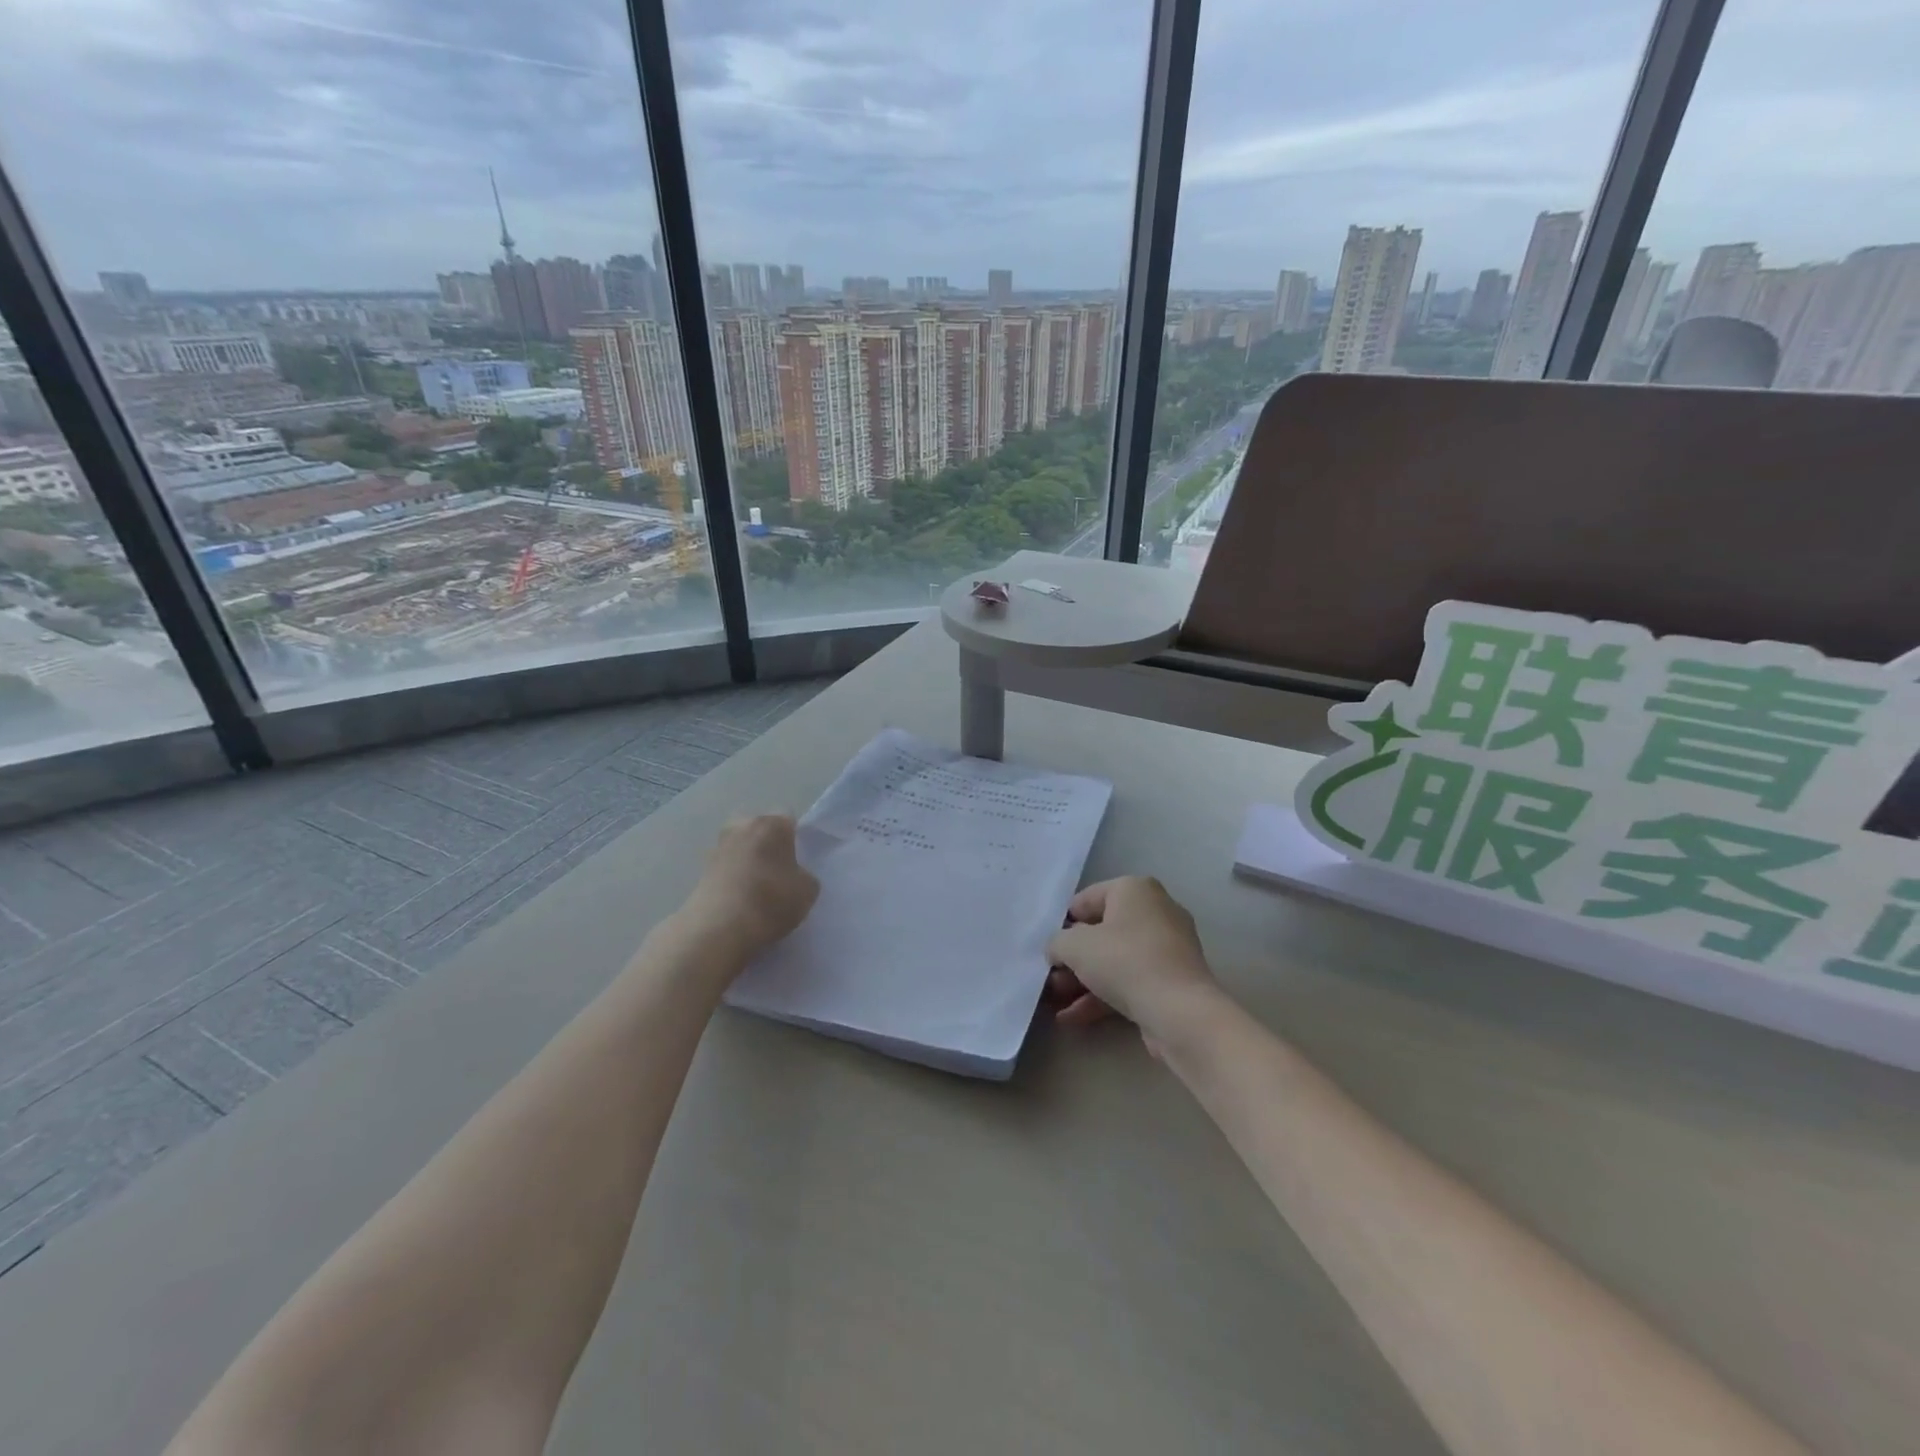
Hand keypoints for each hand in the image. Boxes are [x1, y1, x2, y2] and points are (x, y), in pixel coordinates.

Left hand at [681, 815, 818, 958]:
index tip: (799, 861)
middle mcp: (742, 826)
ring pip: (741, 848)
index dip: (796, 840)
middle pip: (760, 829)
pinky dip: (733, 878)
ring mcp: (718, 847)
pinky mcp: (701, 870)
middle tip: (779, 872)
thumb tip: (794, 876)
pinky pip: (727, 867)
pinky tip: (741, 900)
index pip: (789, 820)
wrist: (718, 928)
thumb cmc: (771, 900)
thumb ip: (804, 876)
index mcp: (771, 824)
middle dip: (768, 845)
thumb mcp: (808, 891)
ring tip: (758, 889)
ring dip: (748, 861)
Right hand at [1045, 876, 1220, 1052]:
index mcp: (1134, 889)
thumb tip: (1058, 949)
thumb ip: (1057, 942)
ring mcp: (1167, 947)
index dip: (1062, 924)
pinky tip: (1074, 1018)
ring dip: (1083, 980)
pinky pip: (1130, 981)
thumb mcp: (1075, 946)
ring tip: (1055, 1002)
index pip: (1086, 899)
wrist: (1180, 1012)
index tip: (1048, 948)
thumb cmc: (1124, 962)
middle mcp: (1155, 910)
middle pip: (1101, 931)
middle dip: (1072, 958)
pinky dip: (1103, 996)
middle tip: (1050, 979)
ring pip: (1115, 960)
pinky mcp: (1172, 980)